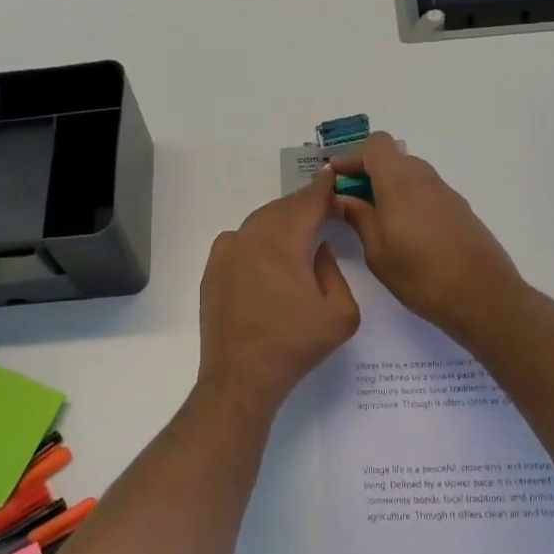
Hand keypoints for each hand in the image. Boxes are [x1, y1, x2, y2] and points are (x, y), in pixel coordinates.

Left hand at [197, 172, 359, 418]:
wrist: (240, 377)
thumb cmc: (295, 345)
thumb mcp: (341, 313)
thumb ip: (334, 269)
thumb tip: (318, 248)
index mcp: (283, 240)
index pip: (308, 201)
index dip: (323, 187)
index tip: (334, 176)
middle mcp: (250, 235)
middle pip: (282, 208)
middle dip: (304, 206)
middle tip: (324, 210)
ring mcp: (226, 251)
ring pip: (260, 223)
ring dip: (281, 223)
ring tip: (301, 234)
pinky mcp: (213, 268)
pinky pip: (240, 240)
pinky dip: (259, 239)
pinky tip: (270, 257)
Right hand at [328, 132, 524, 342]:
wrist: (485, 297)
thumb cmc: (422, 275)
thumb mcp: (377, 251)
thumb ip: (358, 217)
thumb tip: (341, 197)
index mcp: (399, 182)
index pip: (375, 144)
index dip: (353, 156)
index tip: (337, 180)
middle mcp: (424, 178)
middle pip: (392, 156)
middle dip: (368, 171)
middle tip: (350, 201)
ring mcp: (445, 192)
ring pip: (410, 173)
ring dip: (388, 185)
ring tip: (374, 218)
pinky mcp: (459, 208)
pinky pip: (425, 190)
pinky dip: (408, 198)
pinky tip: (404, 230)